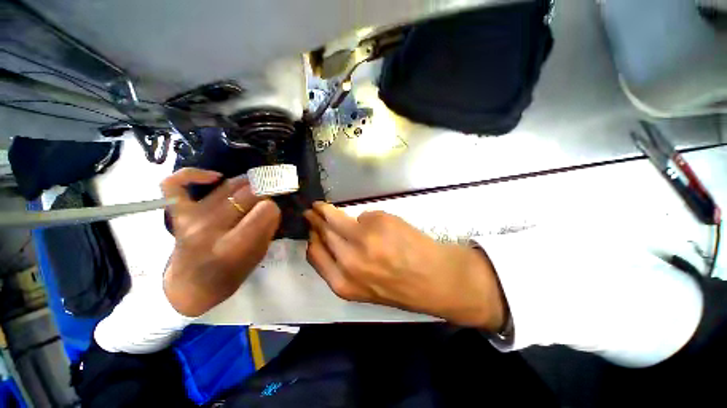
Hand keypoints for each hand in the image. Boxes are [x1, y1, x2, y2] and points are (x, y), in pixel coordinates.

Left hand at [161, 168, 280, 316]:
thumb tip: (272, 204)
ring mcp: (190, 218)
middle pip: (248, 194)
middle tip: (270, 194)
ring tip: (255, 186)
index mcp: (233, 246)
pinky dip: (193, 174)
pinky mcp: (176, 213)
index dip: (273, 208)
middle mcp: (210, 228)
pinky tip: (215, 177)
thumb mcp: (258, 256)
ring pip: (226, 186)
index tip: (274, 211)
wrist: (192, 286)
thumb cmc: (230, 275)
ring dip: (247, 183)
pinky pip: (175, 184)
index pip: (265, 210)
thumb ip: (267, 229)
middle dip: (265, 192)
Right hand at [304, 202, 505, 329]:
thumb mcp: (365, 287)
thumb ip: (344, 266)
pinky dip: (367, 219)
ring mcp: (363, 238)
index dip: (312, 239)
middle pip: (322, 232)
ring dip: (328, 211)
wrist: (436, 279)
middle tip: (312, 210)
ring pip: (336, 218)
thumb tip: (334, 239)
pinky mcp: (378, 221)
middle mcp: (348, 259)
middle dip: (315, 219)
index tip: (311, 229)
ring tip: (324, 206)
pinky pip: (364, 215)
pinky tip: (380, 226)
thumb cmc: (402, 287)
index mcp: (343, 282)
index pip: (314, 253)